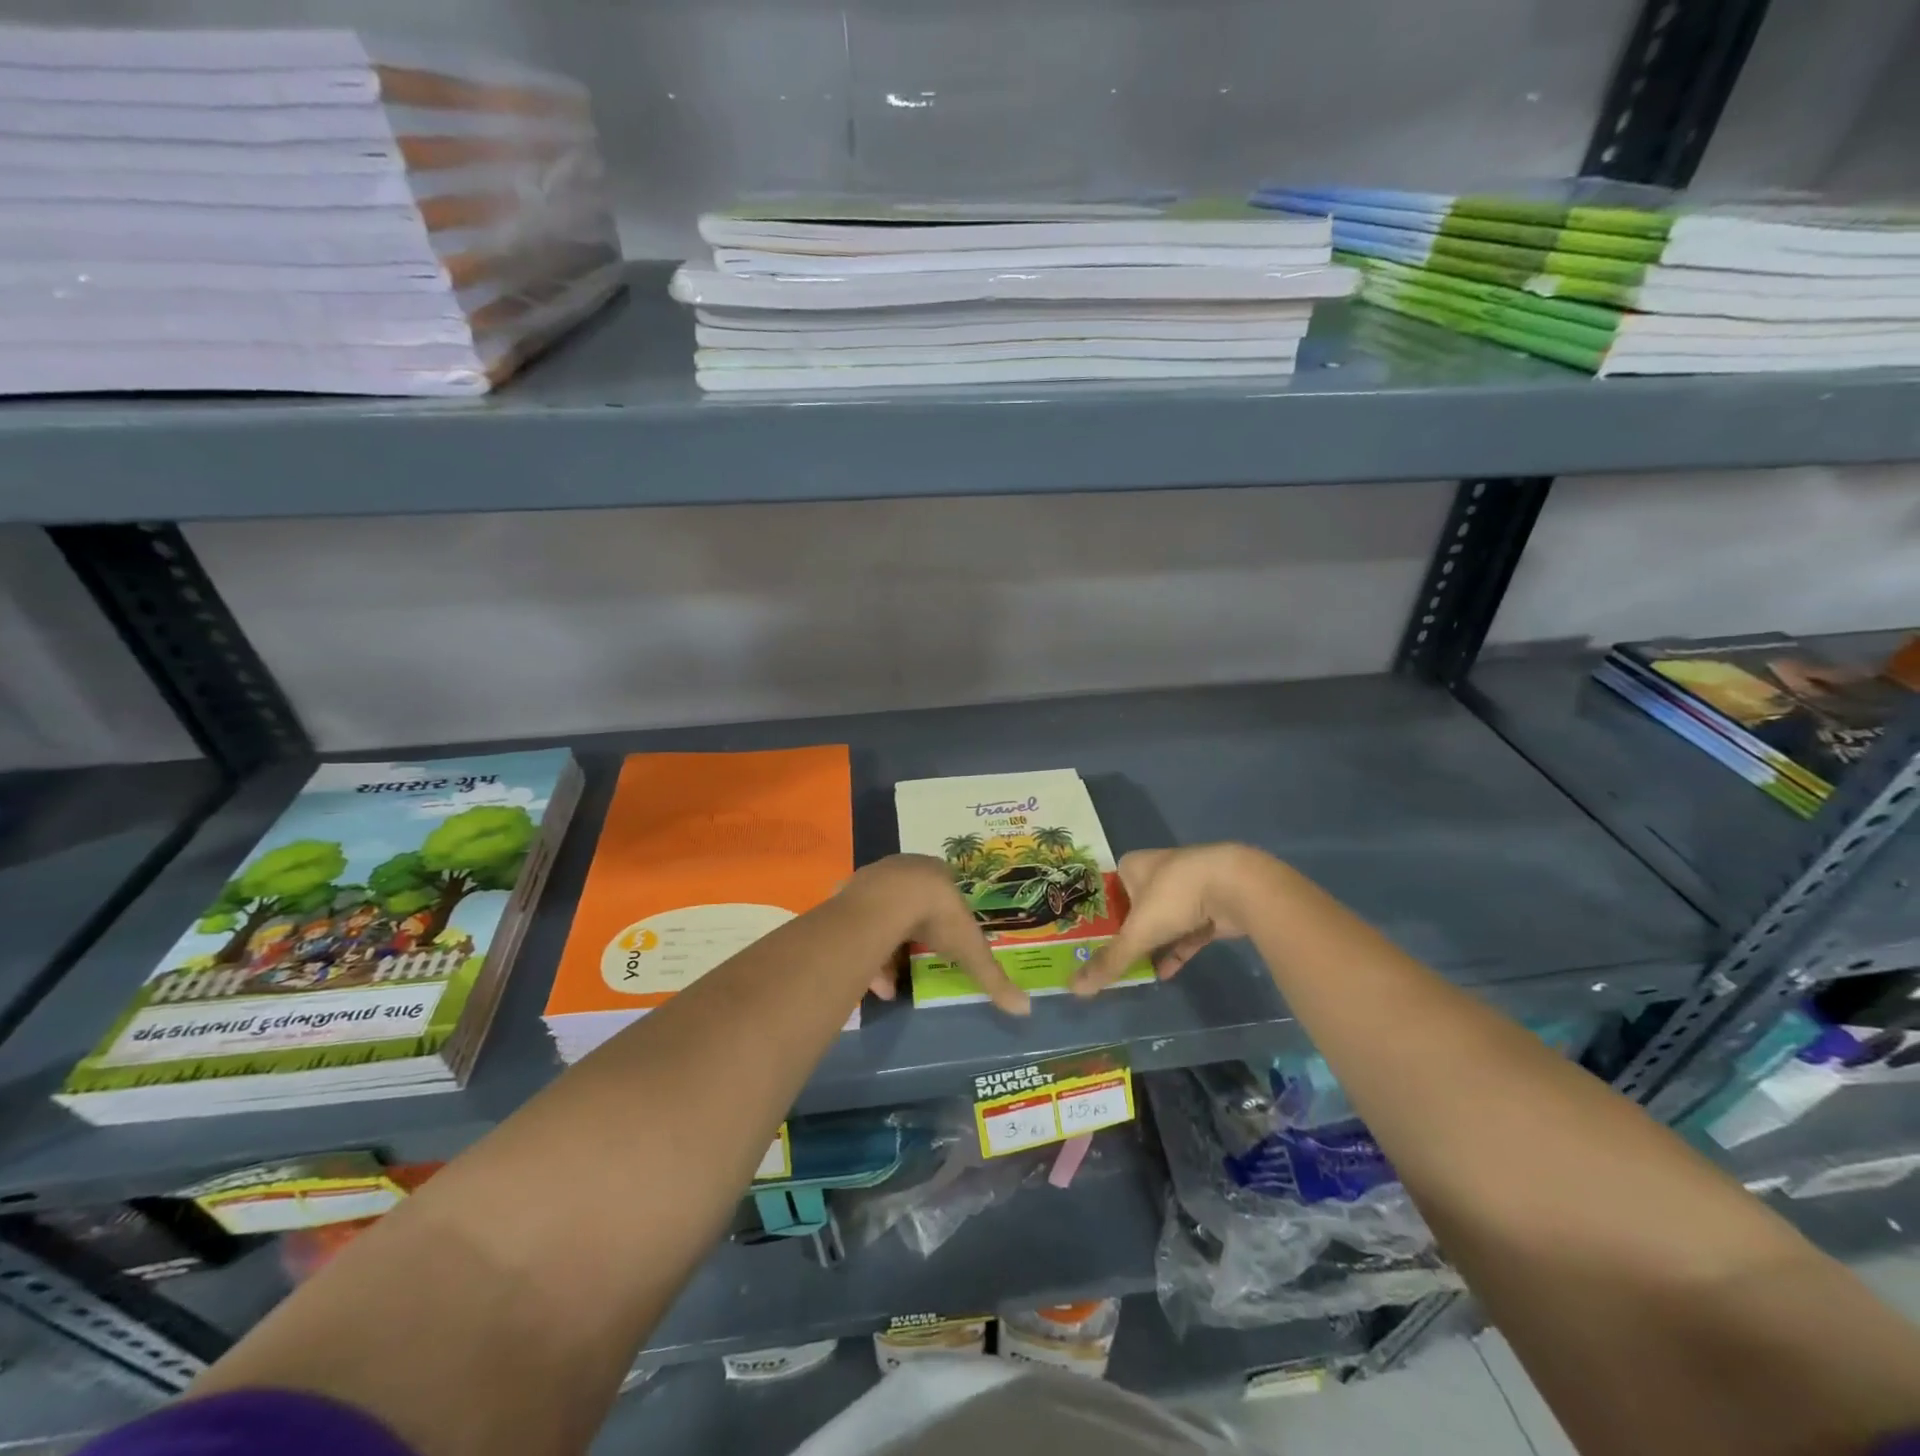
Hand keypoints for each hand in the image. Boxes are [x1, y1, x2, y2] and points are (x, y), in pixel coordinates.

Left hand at [843, 854, 1030, 1015]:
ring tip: (888, 987)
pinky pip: (855, 926)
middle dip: (910, 939)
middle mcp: (903, 870)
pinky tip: (868, 980)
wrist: (888, 902)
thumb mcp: (970, 949)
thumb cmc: (936, 917)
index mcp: (935, 873)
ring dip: (885, 952)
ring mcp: (873, 879)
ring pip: (880, 917)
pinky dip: (862, 951)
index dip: (943, 920)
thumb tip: (1026, 1009)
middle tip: (913, 968)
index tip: (943, 943)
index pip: (942, 892)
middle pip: (908, 906)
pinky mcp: (846, 893)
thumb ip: (993, 978)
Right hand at [1072, 844, 1278, 995]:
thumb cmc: (1174, 896)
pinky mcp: (1210, 907)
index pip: (1106, 891)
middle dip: (1125, 933)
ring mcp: (1186, 889)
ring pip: (1162, 921)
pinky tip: (1165, 973)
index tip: (1086, 942)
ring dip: (1151, 945)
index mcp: (1133, 866)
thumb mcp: (1137, 932)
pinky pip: (1186, 932)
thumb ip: (1111, 960)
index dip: (1096, 916)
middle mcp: (1157, 872)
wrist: (1236, 886)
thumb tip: (1075, 988)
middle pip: (1133, 908)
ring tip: (1134, 970)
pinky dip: (1176, 951)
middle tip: (1109, 959)